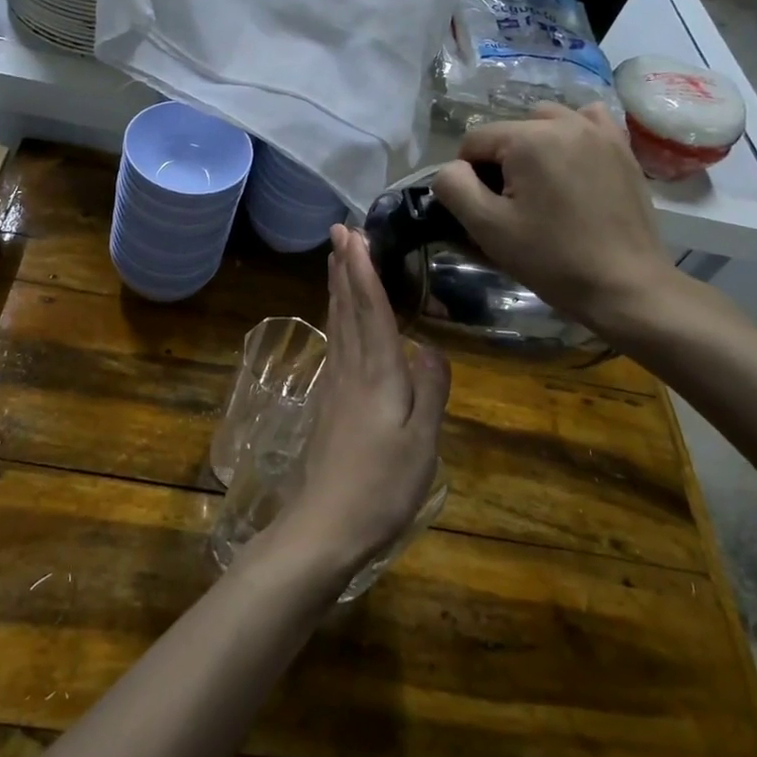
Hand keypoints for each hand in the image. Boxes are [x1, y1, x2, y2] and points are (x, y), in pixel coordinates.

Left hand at [262, 226, 449, 580]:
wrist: (326, 525)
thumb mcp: (422, 442)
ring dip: (336, 287)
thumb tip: (430, 348)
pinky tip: (336, 319)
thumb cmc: (382, 486)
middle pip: (347, 308)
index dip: (363, 269)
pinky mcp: (328, 403)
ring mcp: (335, 386)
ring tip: (336, 260)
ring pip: (337, 324)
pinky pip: (334, 344)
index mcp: (378, 373)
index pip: (371, 309)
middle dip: (344, 267)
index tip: (353, 234)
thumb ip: (431, 391)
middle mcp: (351, 369)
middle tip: (338, 231)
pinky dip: (335, 318)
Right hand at [431, 103, 678, 340]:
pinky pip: (586, 123)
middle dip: (501, 161)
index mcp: (529, 138)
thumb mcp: (487, 227)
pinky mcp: (622, 149)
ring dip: (533, 145)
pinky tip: (571, 164)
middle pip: (509, 130)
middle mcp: (565, 122)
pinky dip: (570, 136)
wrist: (625, 285)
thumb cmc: (550, 258)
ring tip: (540, 185)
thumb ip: (453, 187)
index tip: (483, 209)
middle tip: (511, 204)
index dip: (467, 175)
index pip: (474, 140)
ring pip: (546, 122)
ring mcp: (599, 132)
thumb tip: (451, 169)